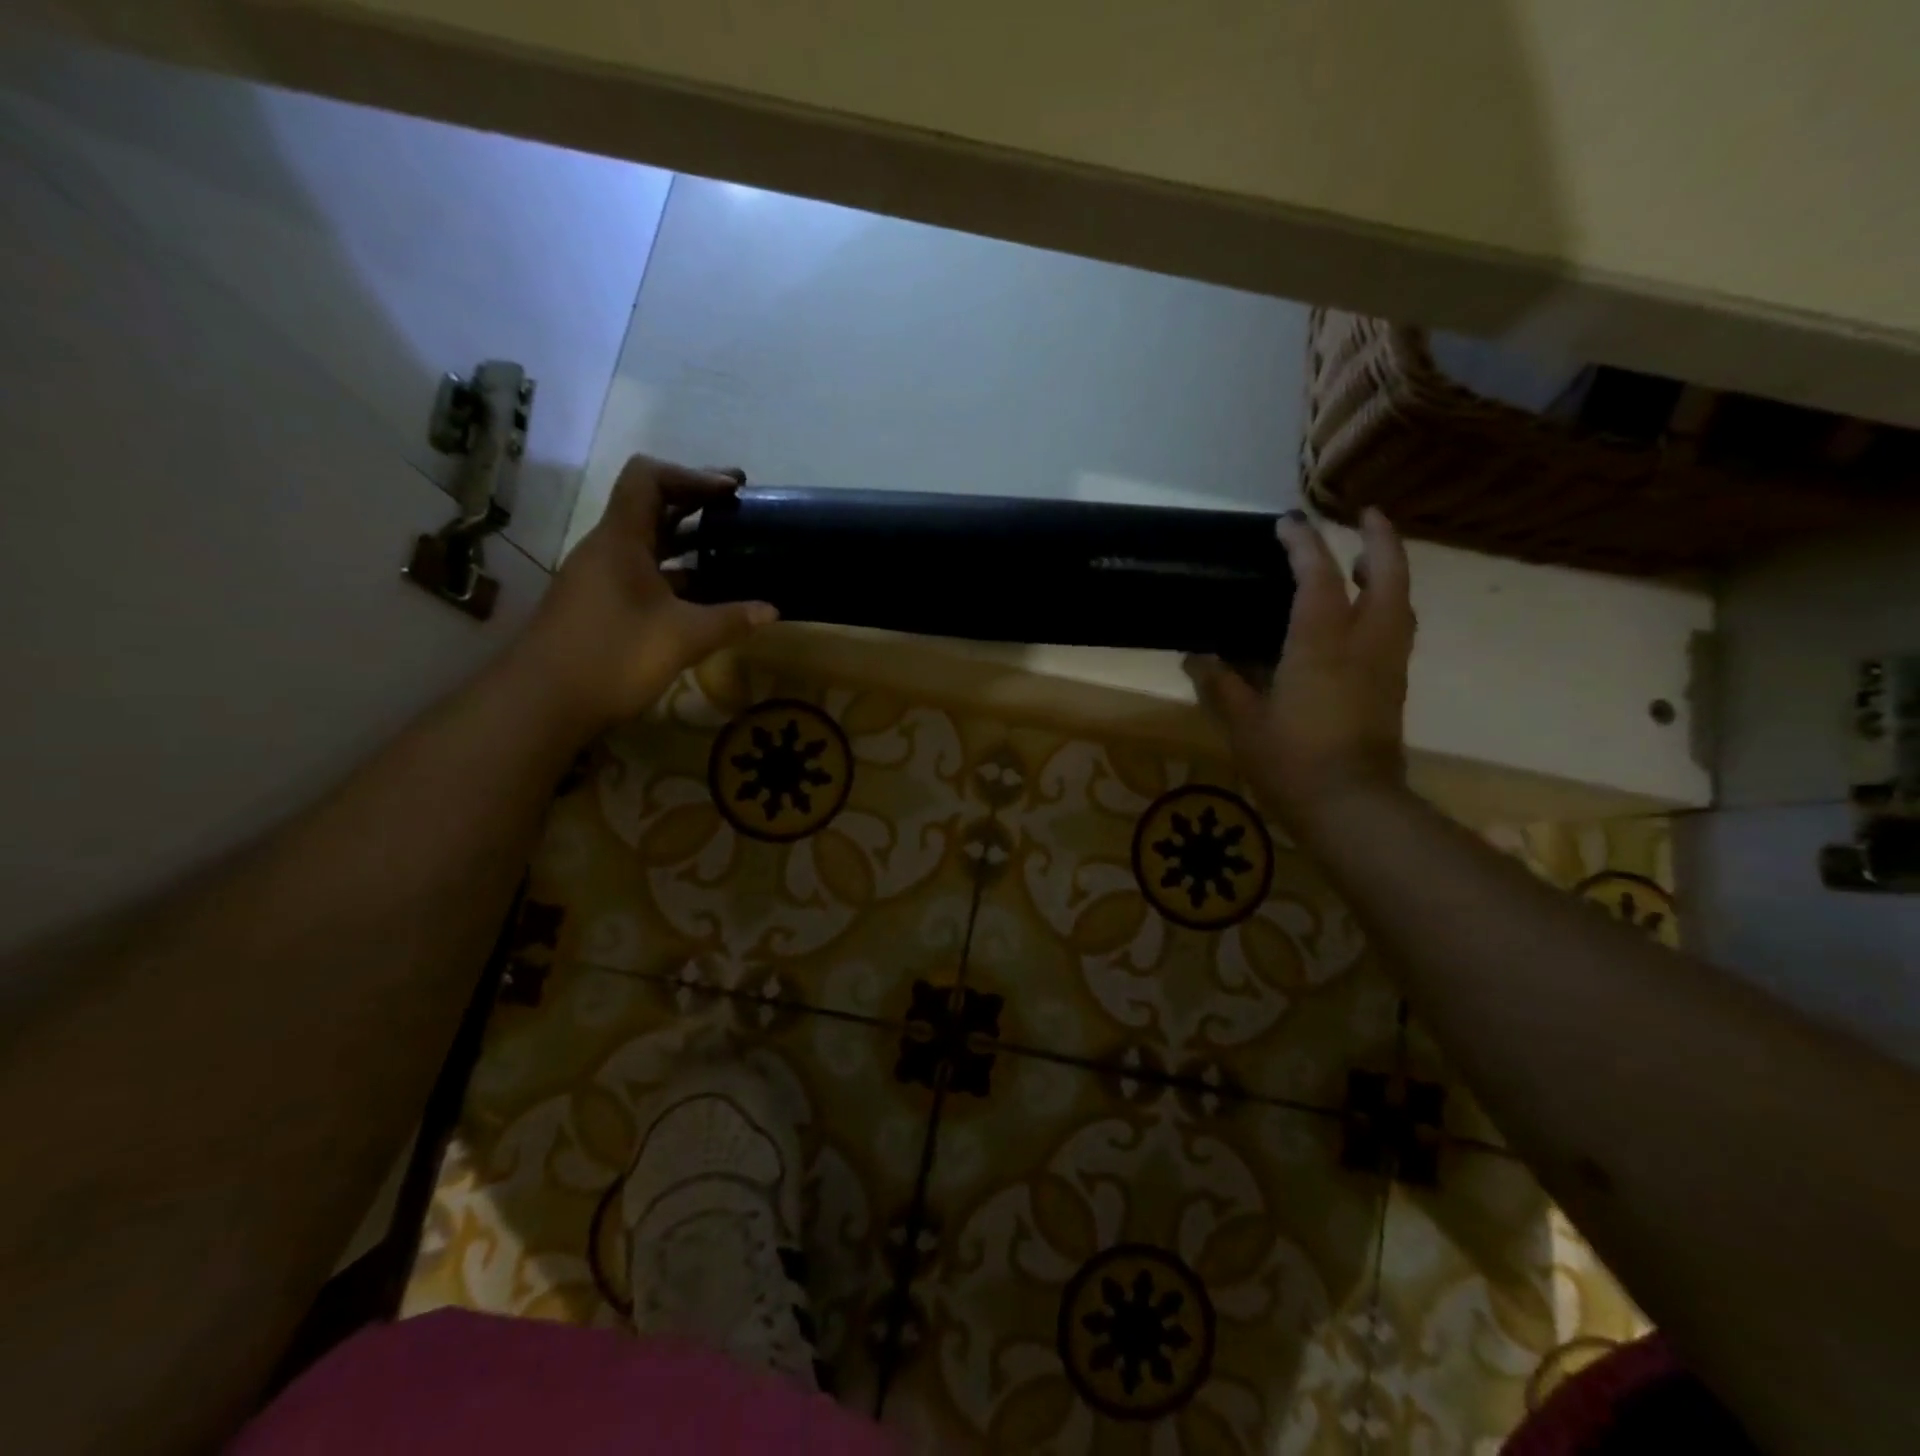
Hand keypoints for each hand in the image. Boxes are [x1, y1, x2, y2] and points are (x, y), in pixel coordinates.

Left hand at [517, 455, 776, 730]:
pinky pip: (642, 573)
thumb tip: (772, 610)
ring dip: (686, 542)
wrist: (542, 703)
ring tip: (729, 551)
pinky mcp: (599, 605)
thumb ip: (730, 619)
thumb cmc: (613, 656)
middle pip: (650, 507)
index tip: (732, 490)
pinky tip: (703, 595)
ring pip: (647, 543)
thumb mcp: (683, 637)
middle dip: (696, 504)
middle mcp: (606, 549)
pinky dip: (674, 574)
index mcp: (621, 540)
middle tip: (740, 510)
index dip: (692, 475)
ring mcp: (600, 578)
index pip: (649, 478)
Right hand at [1186, 508, 1415, 839]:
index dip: (1303, 545)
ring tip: (1366, 560)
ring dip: (1389, 571)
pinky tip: (1366, 615)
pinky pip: (1397, 630)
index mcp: (1320, 645)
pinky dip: (1388, 605)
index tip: (1288, 522)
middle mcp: (1363, 643)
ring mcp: (1385, 664)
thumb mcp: (1244, 723)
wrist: (1352, 806)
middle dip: (1379, 539)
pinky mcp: (1393, 686)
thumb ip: (1221, 684)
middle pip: (1387, 575)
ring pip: (1400, 602)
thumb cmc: (1292, 761)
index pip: (1317, 578)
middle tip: (1365, 515)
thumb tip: (1196, 657)